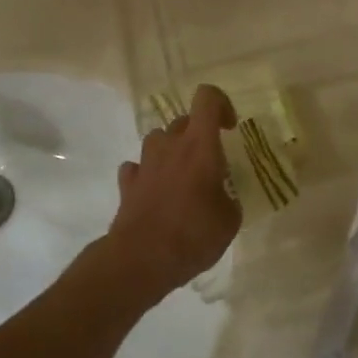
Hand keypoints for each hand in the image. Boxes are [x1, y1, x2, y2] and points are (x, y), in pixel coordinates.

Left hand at [99, 84, 241, 301]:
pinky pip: (137, 167)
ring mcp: (145, 163)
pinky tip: (155, 192)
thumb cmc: (193, 235)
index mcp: (200, 145)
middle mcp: (170, 145)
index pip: (207, 98)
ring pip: (158, 139)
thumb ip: (228, 199)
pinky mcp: (127, 183)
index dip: (221, 104)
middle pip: (183, 121)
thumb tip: (222, 198)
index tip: (230, 127)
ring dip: (171, 151)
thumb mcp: (229, 220)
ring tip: (182, 176)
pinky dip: (147, 173)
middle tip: (209, 163)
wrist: (142, 259)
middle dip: (198, 134)